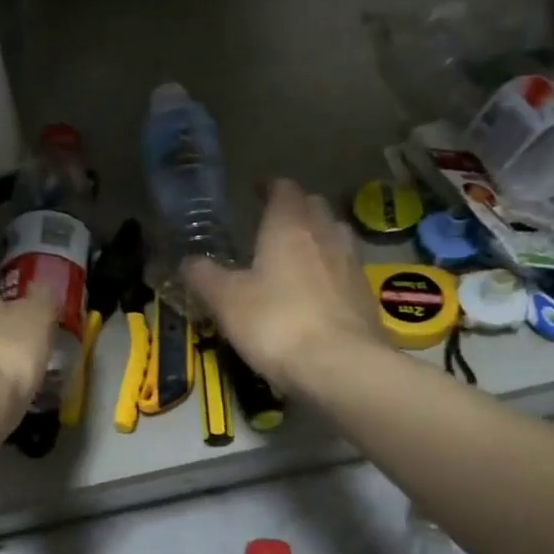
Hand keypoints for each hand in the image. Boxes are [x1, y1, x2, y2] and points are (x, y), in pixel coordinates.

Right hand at [184, 180, 383, 392]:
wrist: (340, 366)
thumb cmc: (276, 323)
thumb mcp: (226, 301)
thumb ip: (205, 276)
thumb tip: (188, 261)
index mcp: (288, 226)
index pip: (283, 189)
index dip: (269, 187)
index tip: (255, 192)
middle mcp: (325, 234)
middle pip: (313, 207)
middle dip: (295, 210)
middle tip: (273, 226)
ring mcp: (351, 263)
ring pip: (334, 235)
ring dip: (317, 238)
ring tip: (297, 256)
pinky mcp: (365, 294)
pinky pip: (345, 269)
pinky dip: (330, 271)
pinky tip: (318, 292)